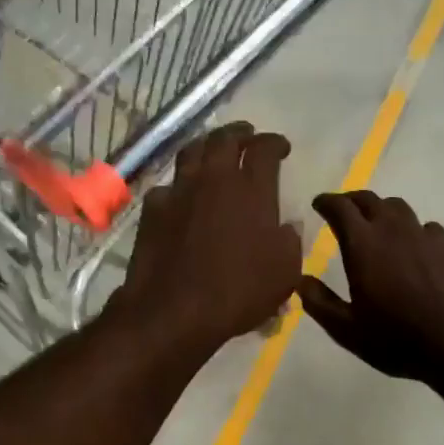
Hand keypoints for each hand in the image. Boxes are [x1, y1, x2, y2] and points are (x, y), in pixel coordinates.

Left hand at [113, 122, 301, 353]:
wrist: (174, 311)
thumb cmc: (238, 293)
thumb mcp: (284, 273)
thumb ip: (290, 242)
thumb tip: (289, 224)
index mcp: (252, 190)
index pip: (264, 149)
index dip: (274, 143)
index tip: (281, 147)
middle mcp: (214, 179)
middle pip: (224, 139)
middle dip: (239, 134)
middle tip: (247, 137)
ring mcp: (179, 190)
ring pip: (192, 152)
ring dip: (207, 146)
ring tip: (214, 151)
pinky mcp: (153, 208)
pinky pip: (169, 185)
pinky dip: (180, 184)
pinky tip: (183, 195)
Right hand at [297, 191, 443, 382]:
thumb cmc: (395, 338)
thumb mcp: (346, 330)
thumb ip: (319, 302)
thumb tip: (300, 280)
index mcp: (362, 244)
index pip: (340, 207)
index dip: (326, 202)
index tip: (318, 204)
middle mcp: (392, 230)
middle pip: (369, 200)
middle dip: (351, 201)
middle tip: (342, 211)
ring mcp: (423, 236)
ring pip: (398, 207)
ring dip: (381, 210)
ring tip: (375, 224)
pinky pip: (424, 226)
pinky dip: (411, 228)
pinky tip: (412, 245)